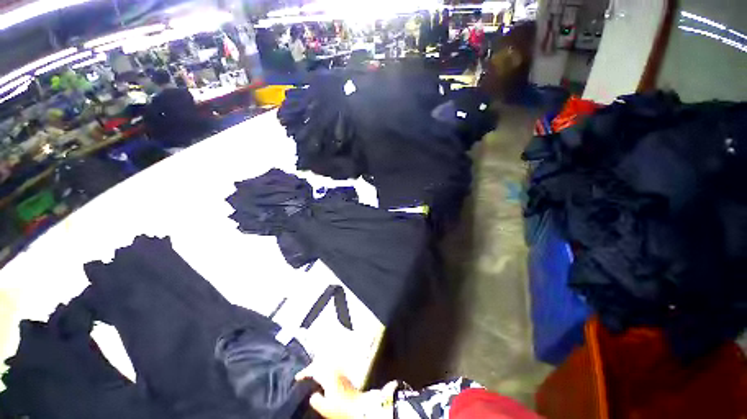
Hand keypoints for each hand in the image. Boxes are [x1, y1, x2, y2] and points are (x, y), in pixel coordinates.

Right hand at [295, 363, 396, 418]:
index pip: (314, 369)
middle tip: (304, 373)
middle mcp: (334, 369)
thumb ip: (316, 400)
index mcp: (328, 375)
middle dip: (312, 366)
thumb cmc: (341, 407)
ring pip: (327, 363)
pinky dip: (326, 368)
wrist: (358, 406)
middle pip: (321, 362)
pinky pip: (332, 366)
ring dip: (319, 365)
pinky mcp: (345, 374)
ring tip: (313, 373)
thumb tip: (313, 395)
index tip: (297, 377)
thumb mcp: (325, 407)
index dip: (305, 372)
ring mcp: (341, 371)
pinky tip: (325, 375)